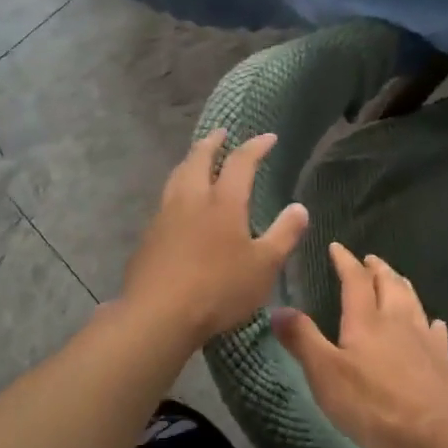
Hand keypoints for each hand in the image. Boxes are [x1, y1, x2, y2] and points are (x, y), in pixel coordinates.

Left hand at [121, 130, 309, 345]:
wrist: (158, 314)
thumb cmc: (219, 289)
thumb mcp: (264, 266)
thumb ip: (283, 234)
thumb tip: (299, 207)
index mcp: (223, 202)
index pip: (241, 162)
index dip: (255, 146)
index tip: (268, 137)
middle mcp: (191, 199)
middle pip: (199, 158)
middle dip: (213, 142)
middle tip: (222, 133)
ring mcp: (165, 215)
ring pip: (177, 176)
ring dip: (190, 161)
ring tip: (197, 160)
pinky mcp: (149, 236)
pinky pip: (166, 200)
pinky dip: (177, 188)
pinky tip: (180, 204)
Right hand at [272, 244, 447, 447]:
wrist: (438, 434)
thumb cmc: (374, 405)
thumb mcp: (326, 375)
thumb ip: (303, 340)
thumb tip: (278, 309)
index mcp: (366, 321)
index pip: (354, 280)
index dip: (345, 261)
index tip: (337, 247)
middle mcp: (397, 322)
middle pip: (389, 284)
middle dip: (377, 269)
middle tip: (369, 259)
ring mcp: (424, 340)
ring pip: (413, 302)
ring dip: (402, 285)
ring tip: (396, 278)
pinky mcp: (443, 362)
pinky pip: (437, 332)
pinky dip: (431, 322)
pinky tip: (434, 323)